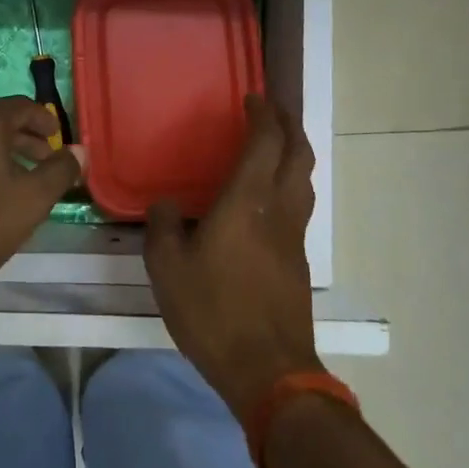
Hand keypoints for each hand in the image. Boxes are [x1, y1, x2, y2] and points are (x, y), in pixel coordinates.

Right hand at [144, 95, 323, 419]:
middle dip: (289, 125)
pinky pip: (300, 205)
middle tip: (272, 110)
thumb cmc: (214, 311)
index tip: (253, 98)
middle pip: (298, 153)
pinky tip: (268, 198)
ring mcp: (294, 236)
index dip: (264, 115)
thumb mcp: (168, 268)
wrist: (269, 369)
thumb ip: (163, 227)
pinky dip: (290, 183)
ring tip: (275, 145)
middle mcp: (279, 209)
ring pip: (305, 179)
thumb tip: (165, 204)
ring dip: (295, 152)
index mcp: (248, 201)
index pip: (266, 142)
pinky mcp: (298, 261)